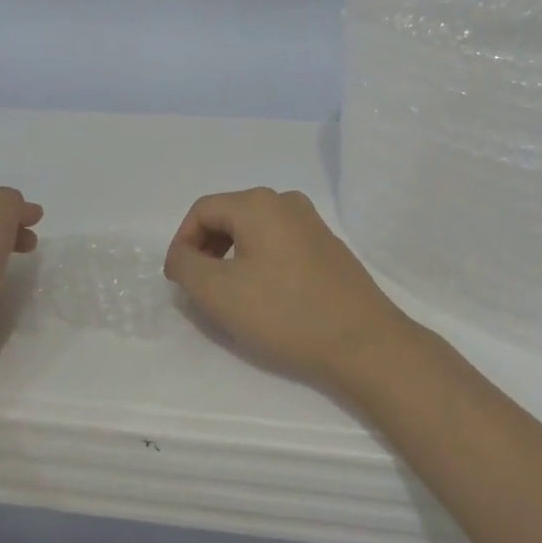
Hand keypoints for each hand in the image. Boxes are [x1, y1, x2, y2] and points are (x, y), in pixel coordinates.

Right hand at [163, 188, 418, 391]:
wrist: (362, 341)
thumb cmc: (285, 313)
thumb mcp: (219, 293)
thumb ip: (187, 266)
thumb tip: (183, 255)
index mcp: (258, 203)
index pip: (202, 210)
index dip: (182, 242)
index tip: (178, 281)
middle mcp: (286, 201)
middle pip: (229, 215)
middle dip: (207, 248)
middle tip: (200, 288)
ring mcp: (311, 222)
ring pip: (255, 230)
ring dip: (232, 256)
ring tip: (229, 295)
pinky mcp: (327, 245)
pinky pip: (279, 242)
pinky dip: (259, 261)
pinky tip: (264, 296)